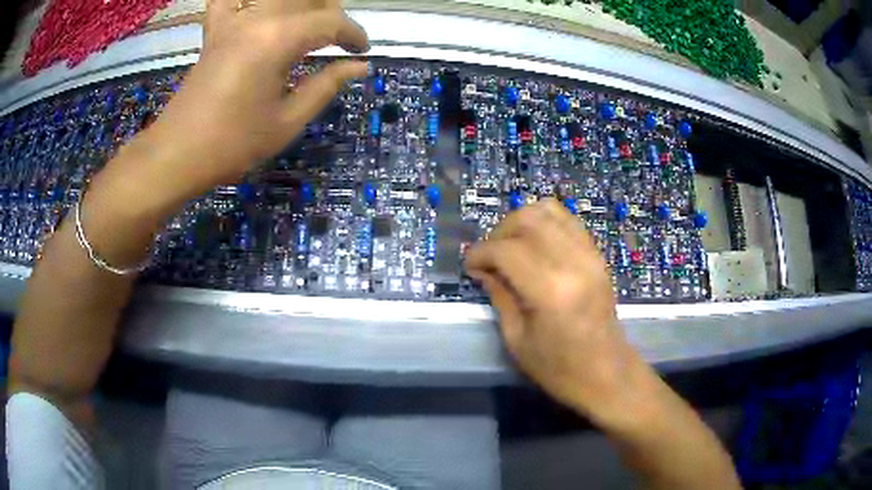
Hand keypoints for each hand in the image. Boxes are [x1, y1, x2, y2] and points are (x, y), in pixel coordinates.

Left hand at [136, 0, 368, 200]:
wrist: (177, 154)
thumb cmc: (232, 144)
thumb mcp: (287, 121)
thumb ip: (326, 85)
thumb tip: (359, 66)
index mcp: (278, 39)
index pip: (330, 21)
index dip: (353, 34)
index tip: (362, 51)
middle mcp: (257, 18)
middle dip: (332, 14)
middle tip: (338, 40)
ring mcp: (232, 21)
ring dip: (301, 4)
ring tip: (308, 25)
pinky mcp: (215, 31)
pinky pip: (231, 0)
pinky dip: (247, 1)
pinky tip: (258, 11)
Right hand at [465, 198, 640, 418]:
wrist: (607, 373)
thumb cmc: (559, 369)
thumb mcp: (517, 340)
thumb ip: (499, 297)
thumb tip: (482, 270)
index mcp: (550, 291)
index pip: (506, 250)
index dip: (480, 253)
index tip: (470, 266)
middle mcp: (573, 262)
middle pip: (527, 219)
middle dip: (499, 232)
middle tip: (490, 257)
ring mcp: (590, 254)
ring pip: (548, 210)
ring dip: (522, 221)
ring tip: (511, 246)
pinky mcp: (597, 255)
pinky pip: (567, 221)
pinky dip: (545, 223)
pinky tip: (535, 245)